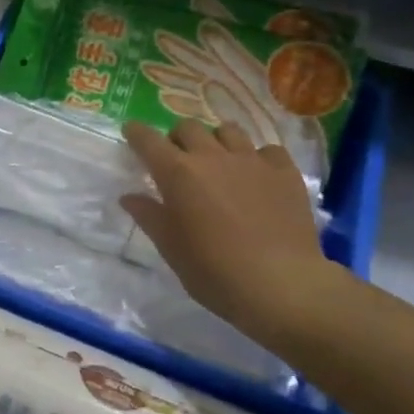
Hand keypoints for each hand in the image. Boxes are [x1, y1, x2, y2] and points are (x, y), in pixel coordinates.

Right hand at [121, 120, 341, 338]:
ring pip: (228, 130)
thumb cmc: (214, 271)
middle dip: (177, 138)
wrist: (282, 285)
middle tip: (177, 159)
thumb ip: (149, 216)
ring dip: (216, 141)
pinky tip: (258, 176)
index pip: (148, 139)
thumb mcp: (171, 249)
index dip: (136, 132)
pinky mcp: (284, 172)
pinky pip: (267, 150)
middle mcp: (212, 156)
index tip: (132, 132)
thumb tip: (129, 197)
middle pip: (188, 127)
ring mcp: (251, 160)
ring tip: (218, 161)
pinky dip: (257, 157)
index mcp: (177, 173)